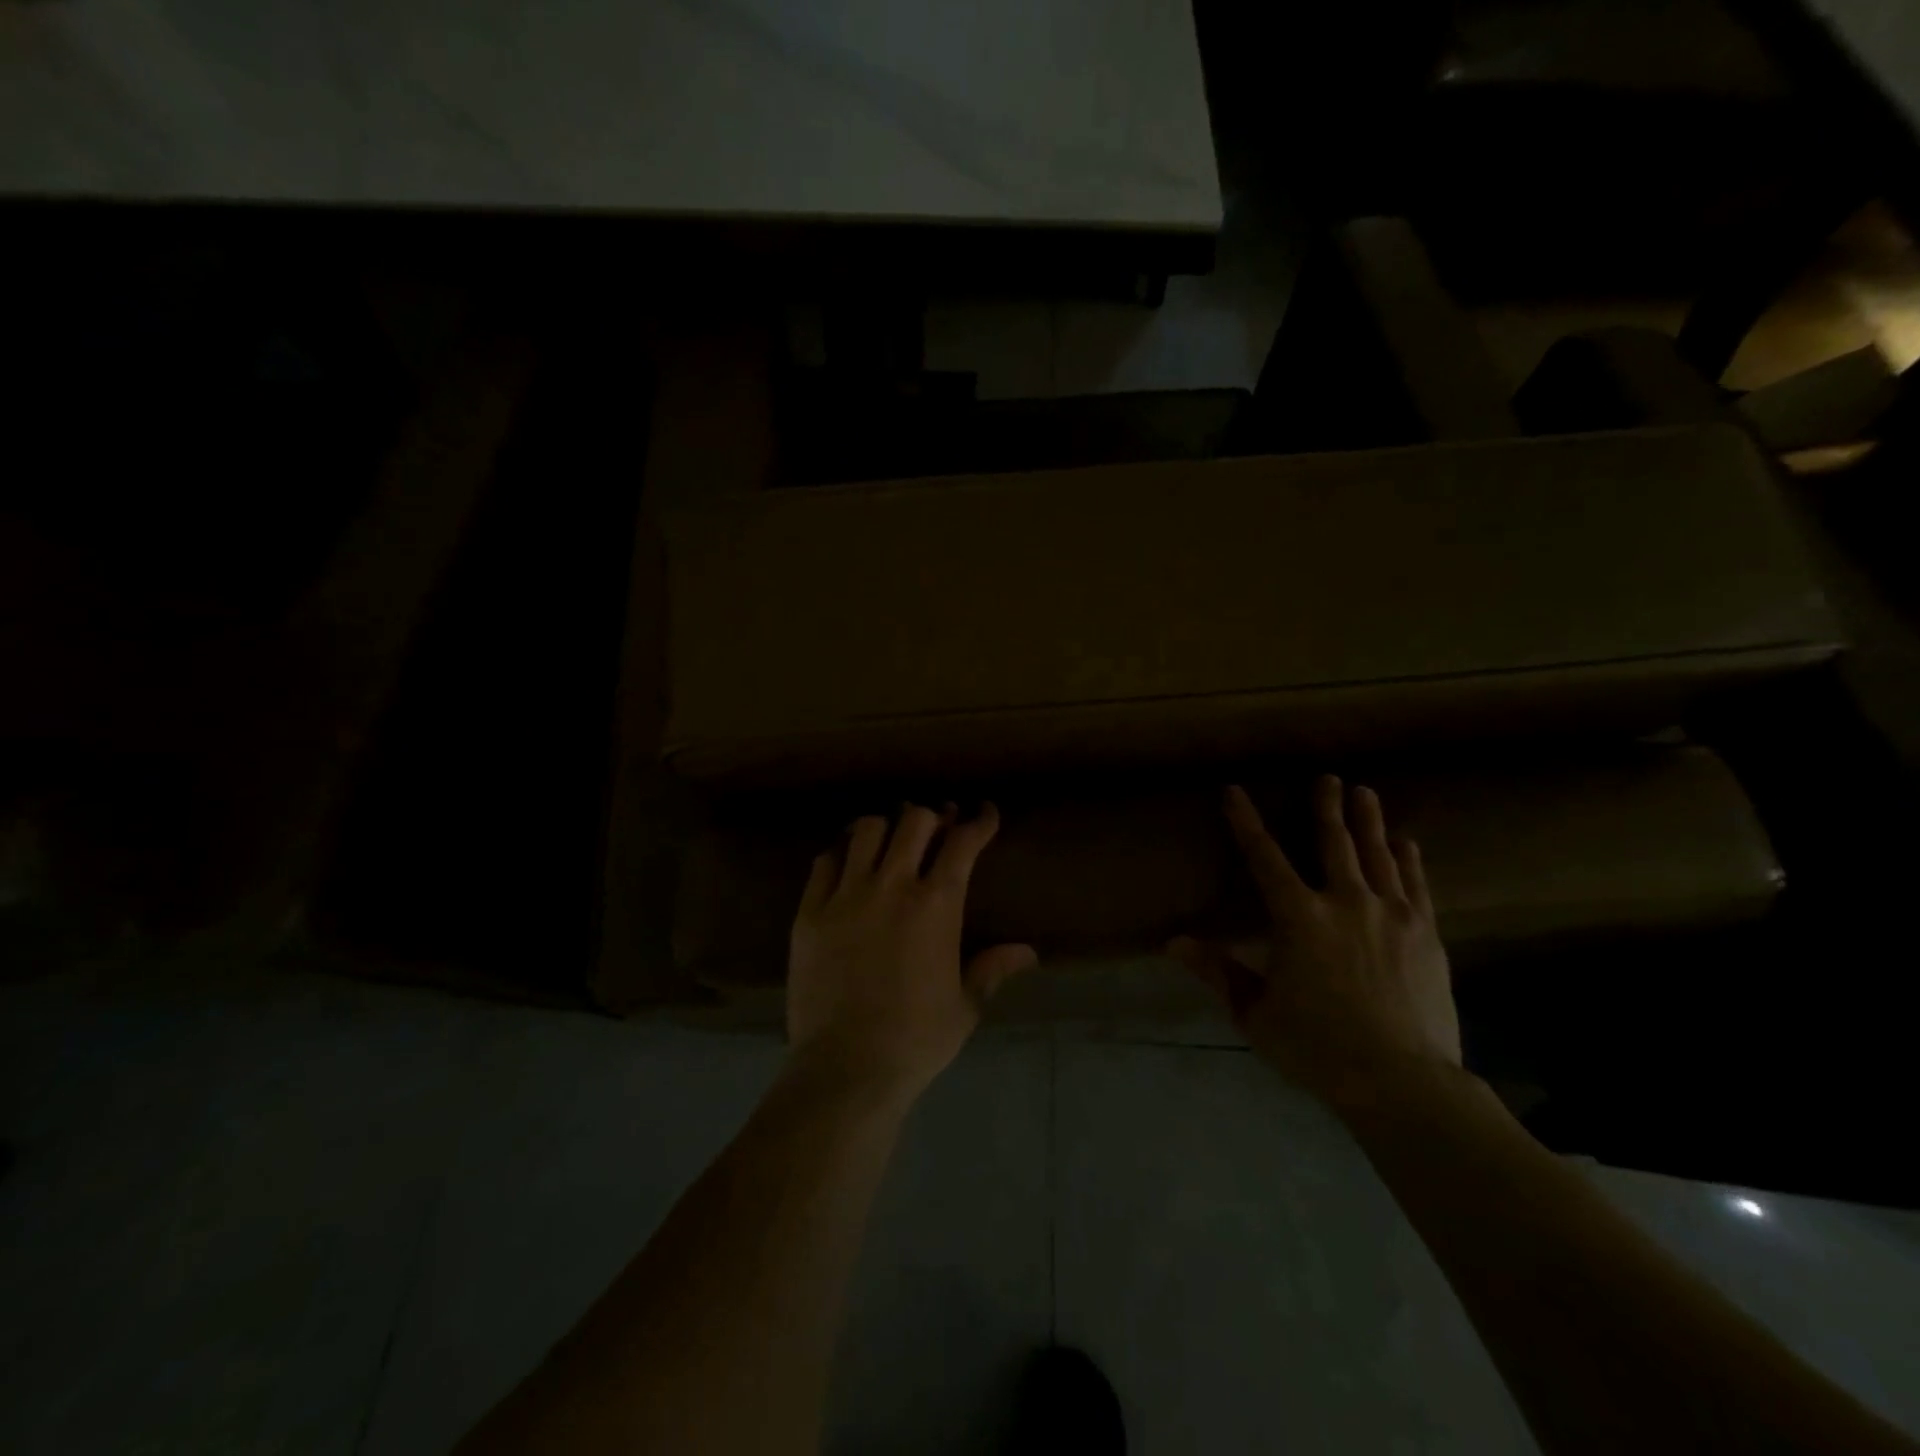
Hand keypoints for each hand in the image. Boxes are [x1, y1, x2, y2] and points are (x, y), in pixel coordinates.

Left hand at [787, 802, 1036, 1102]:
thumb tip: (1028, 952)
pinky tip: (849, 863)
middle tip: (938, 827)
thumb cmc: (916, 1039)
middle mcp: (891, 885)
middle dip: (933, 817)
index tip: (986, 813)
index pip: (963, 843)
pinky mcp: (810, 911)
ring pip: (866, 830)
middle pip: (914, 821)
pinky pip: (825, 862)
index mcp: (936, 905)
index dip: (979, 821)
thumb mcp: (965, 1005)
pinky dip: (842, 852)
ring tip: (892, 839)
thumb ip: (993, 968)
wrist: (846, 1067)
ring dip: (886, 827)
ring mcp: (846, 895)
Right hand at [1171, 776, 1461, 1111]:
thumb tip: (1173, 942)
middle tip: (1328, 777)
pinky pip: (1415, 885)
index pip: (1264, 858)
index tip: (1234, 791)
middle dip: (1326, 807)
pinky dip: (1408, 860)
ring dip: (1369, 821)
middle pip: (1333, 843)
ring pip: (1377, 855)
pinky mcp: (1425, 934)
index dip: (1246, 822)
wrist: (1403, 1082)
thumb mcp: (1255, 1013)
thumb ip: (1217, 971)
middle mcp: (1345, 903)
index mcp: (1298, 918)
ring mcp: (1391, 915)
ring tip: (1365, 792)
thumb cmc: (1317, 1047)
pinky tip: (1406, 843)